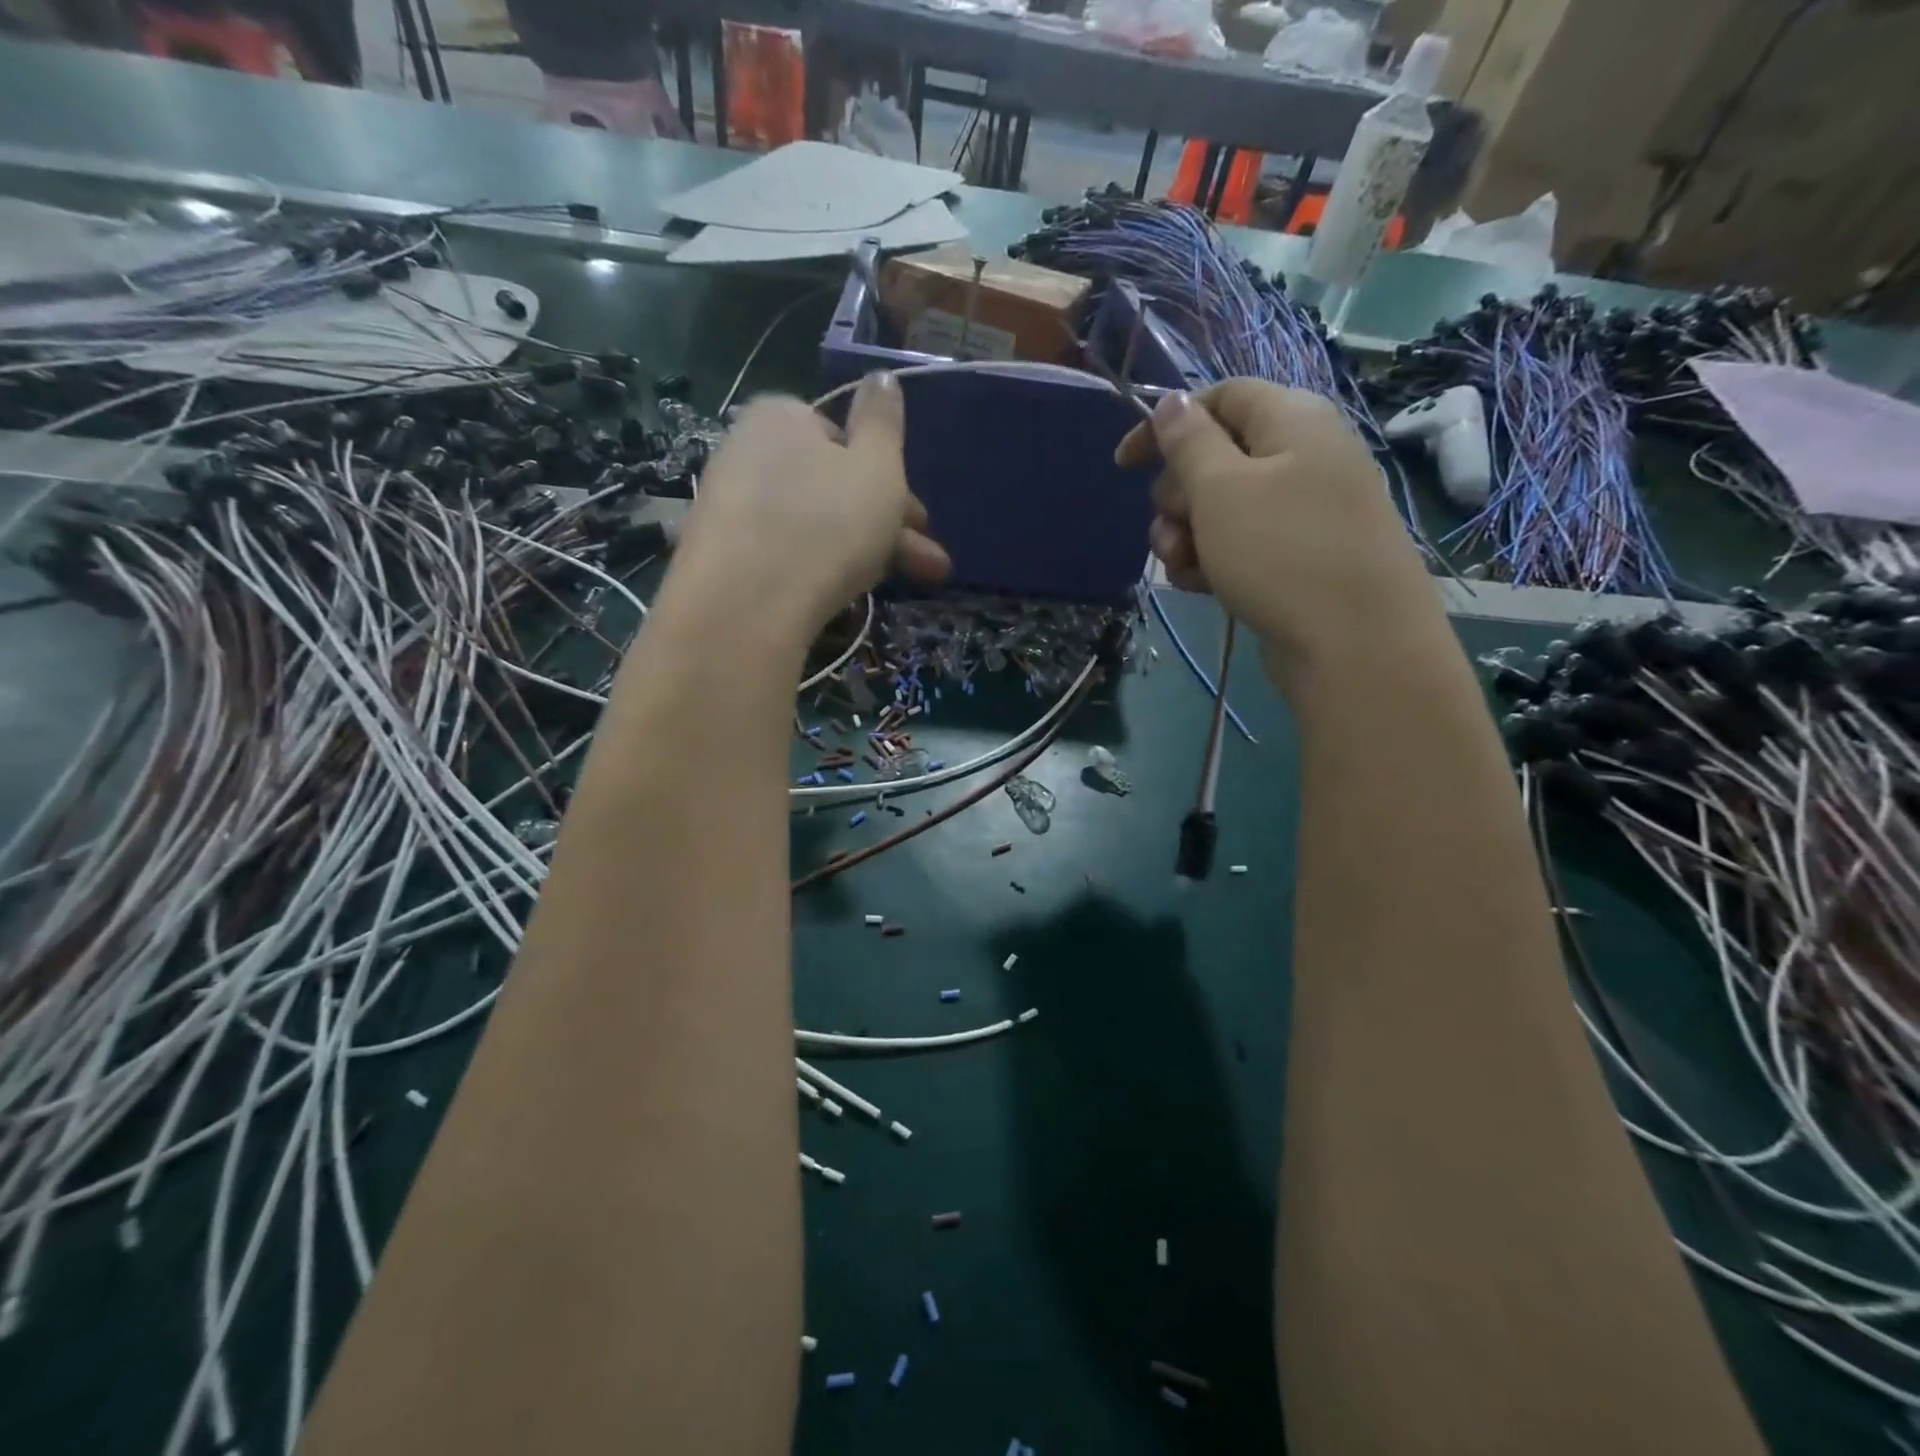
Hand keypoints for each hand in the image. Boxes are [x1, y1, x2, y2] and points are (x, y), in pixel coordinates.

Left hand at [677, 374, 949, 637]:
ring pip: (813, 524)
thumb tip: (880, 377)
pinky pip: (783, 553)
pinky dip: (818, 569)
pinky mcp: (721, 556)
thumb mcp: (877, 466)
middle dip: (888, 526)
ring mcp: (729, 505)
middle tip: (929, 566)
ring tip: (897, 586)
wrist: (747, 603)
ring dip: (863, 552)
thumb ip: (884, 421)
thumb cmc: (826, 522)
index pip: (844, 438)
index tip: (919, 520)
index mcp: (783, 416)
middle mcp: (748, 451)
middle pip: (832, 487)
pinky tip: (840, 596)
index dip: (890, 479)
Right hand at [1116, 380, 1438, 674]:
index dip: (1166, 423)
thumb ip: (1189, 441)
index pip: (1219, 397)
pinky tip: (1201, 589)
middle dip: (1177, 495)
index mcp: (1291, 419)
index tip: (1123, 465)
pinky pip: (1242, 544)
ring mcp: (1303, 510)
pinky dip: (1214, 560)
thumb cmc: (1281, 553)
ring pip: (1221, 508)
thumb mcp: (1221, 489)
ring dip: (1187, 535)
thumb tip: (1172, 401)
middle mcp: (1302, 455)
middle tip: (1172, 529)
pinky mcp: (1298, 556)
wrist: (1354, 644)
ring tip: (1183, 568)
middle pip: (1215, 456)